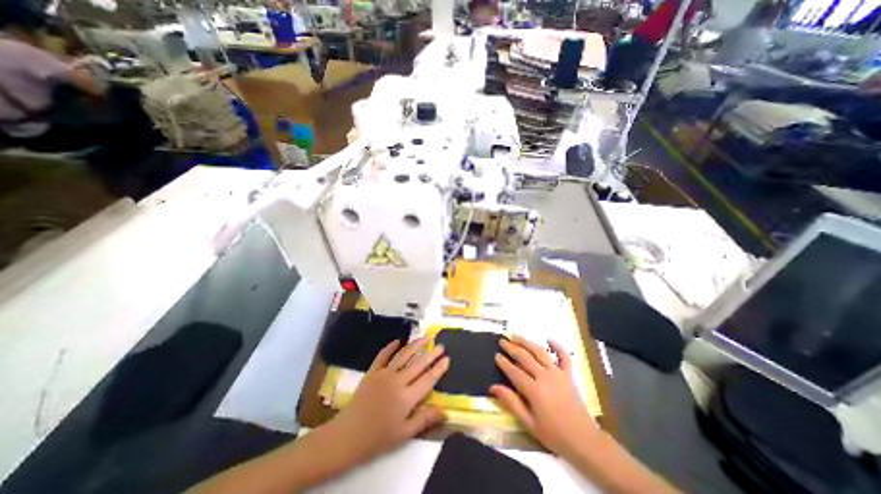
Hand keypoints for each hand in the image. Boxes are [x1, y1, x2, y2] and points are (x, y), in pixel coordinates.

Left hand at [322, 338, 446, 465]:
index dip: (439, 368)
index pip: (428, 379)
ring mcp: (384, 374)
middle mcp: (398, 381)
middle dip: (431, 354)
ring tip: (425, 338)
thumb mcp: (404, 434)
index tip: (447, 358)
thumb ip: (425, 420)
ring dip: (415, 345)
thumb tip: (445, 411)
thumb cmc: (378, 437)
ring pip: (403, 355)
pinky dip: (390, 347)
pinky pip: (382, 355)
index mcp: (407, 397)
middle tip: (440, 345)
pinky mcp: (372, 372)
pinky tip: (398, 341)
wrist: (348, 435)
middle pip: (418, 364)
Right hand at [492, 337, 602, 457]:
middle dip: (511, 348)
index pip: (514, 371)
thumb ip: (511, 402)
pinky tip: (549, 339)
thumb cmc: (554, 434)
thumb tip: (493, 387)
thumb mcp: (529, 423)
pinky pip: (564, 356)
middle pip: (525, 357)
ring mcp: (558, 373)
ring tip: (516, 336)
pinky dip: (558, 346)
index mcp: (534, 390)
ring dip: (526, 342)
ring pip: (540, 352)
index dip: (504, 362)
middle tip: (502, 341)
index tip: (496, 355)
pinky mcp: (569, 375)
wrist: (584, 440)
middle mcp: (545, 376)